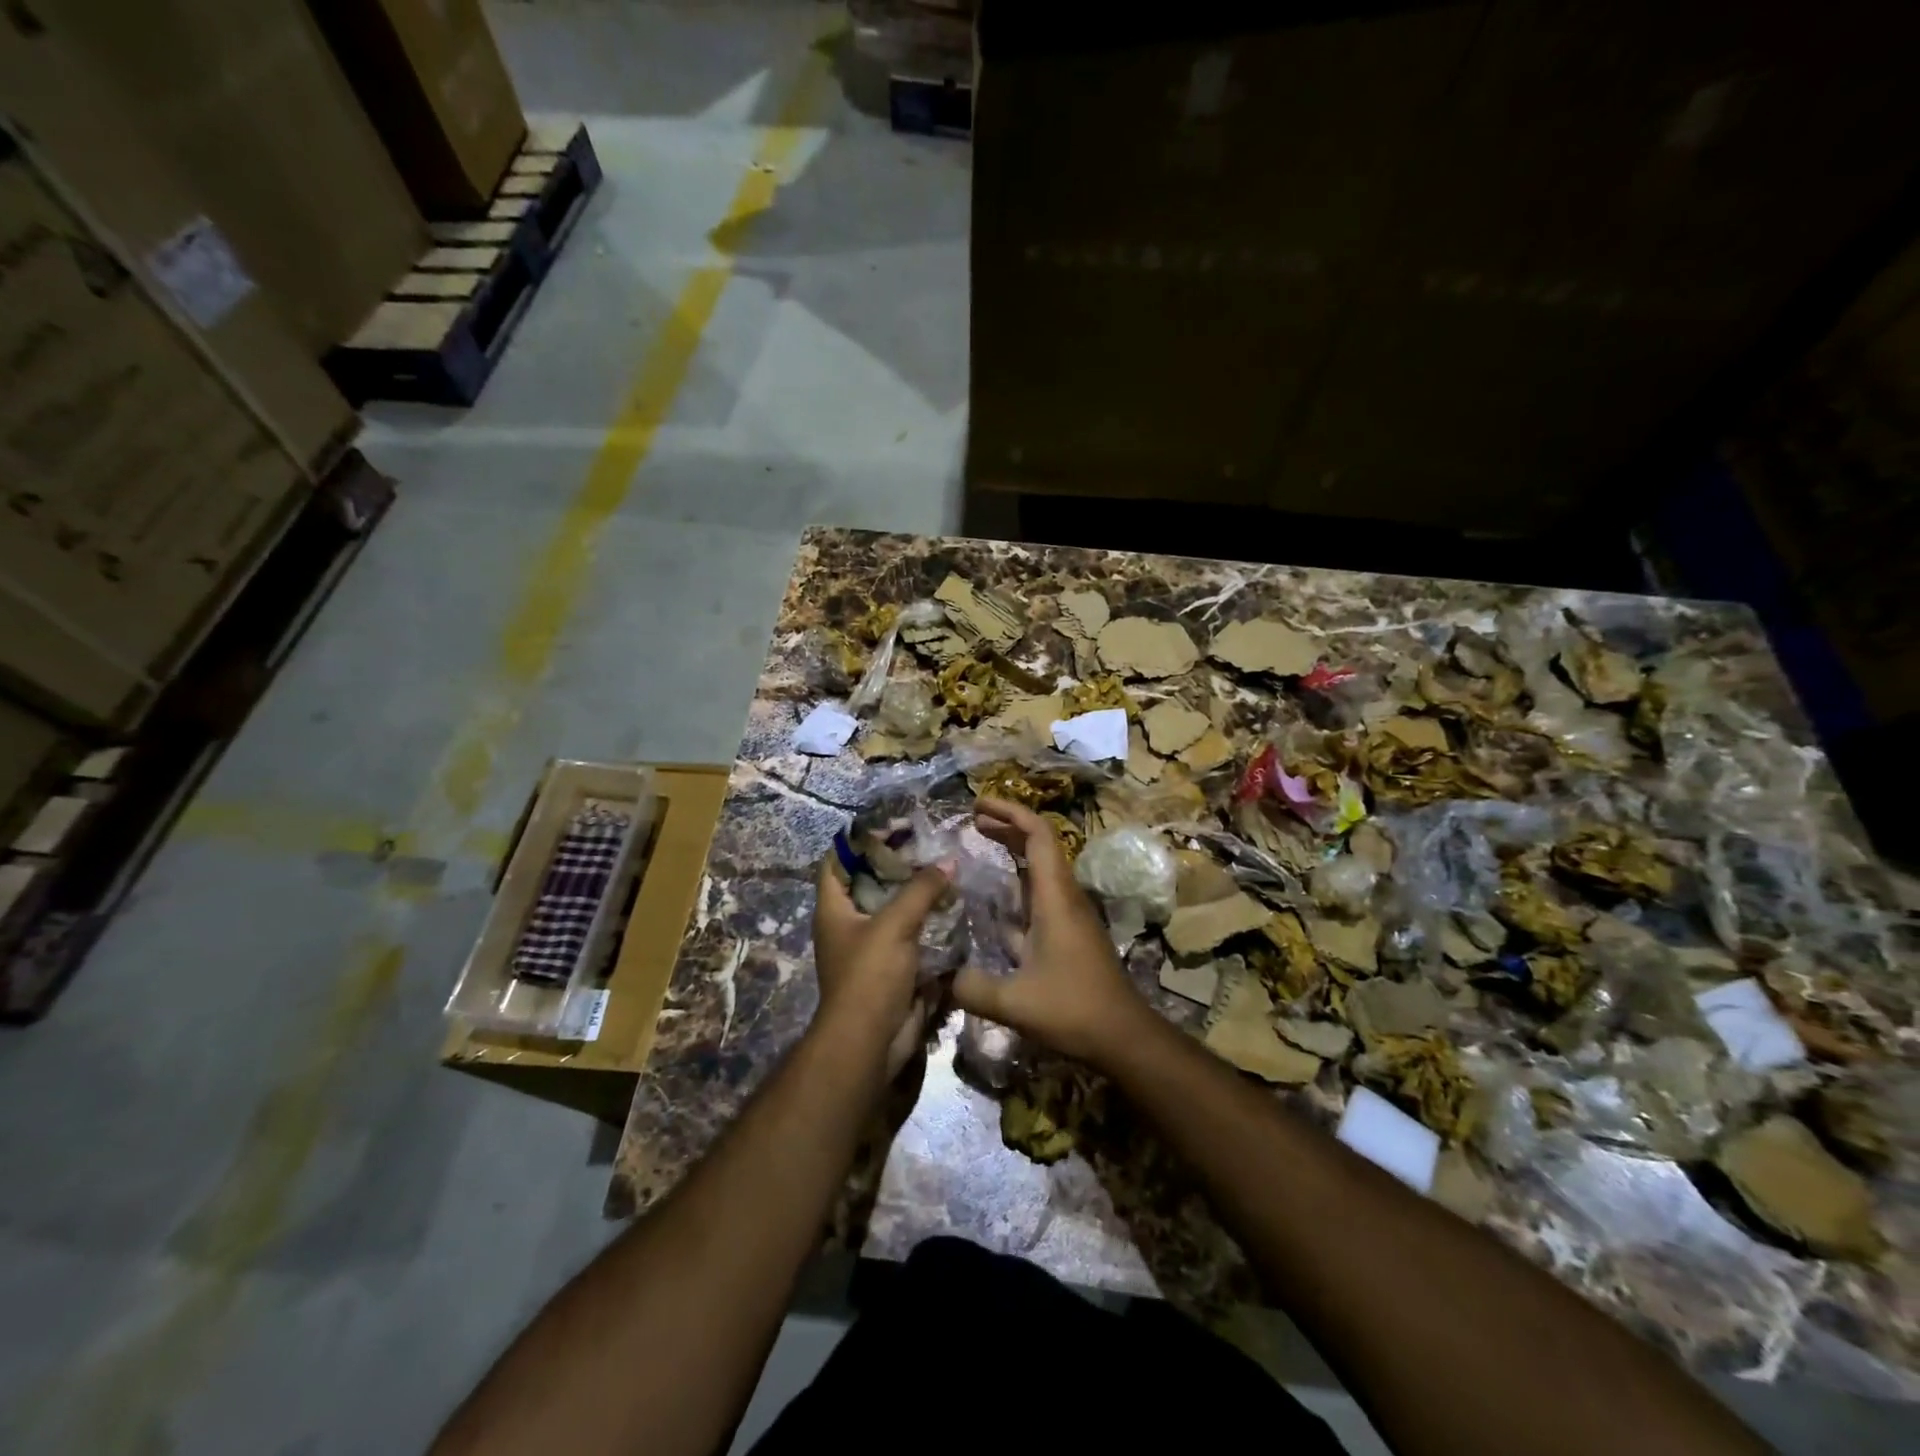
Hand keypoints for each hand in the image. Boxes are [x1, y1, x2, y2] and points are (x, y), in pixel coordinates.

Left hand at [812, 856, 949, 1076]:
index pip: (837, 862)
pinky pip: (912, 935)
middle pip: (870, 883)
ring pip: (895, 909)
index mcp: (834, 909)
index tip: (890, 826)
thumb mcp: (894, 924)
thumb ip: (921, 890)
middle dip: (897, 865)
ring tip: (946, 869)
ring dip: (917, 894)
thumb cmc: (869, 976)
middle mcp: (849, 924)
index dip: (859, 841)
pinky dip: (929, 921)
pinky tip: (953, 905)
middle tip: (928, 845)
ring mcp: (872, 947)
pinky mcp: (894, 967)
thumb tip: (948, 861)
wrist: (871, 1042)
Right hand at [951, 798, 1148, 1063]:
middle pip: (1038, 845)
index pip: (1037, 835)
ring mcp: (1067, 915)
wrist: (1123, 1036)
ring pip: (1038, 870)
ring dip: (1012, 853)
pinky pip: (1037, 895)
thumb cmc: (1074, 1010)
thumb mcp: (1015, 1002)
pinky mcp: (1067, 934)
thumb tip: (943, 976)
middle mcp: (1063, 897)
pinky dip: (1014, 885)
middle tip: (972, 819)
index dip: (1010, 812)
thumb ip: (972, 988)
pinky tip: (990, 901)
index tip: (978, 805)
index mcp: (1055, 898)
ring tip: (978, 846)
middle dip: (1006, 826)